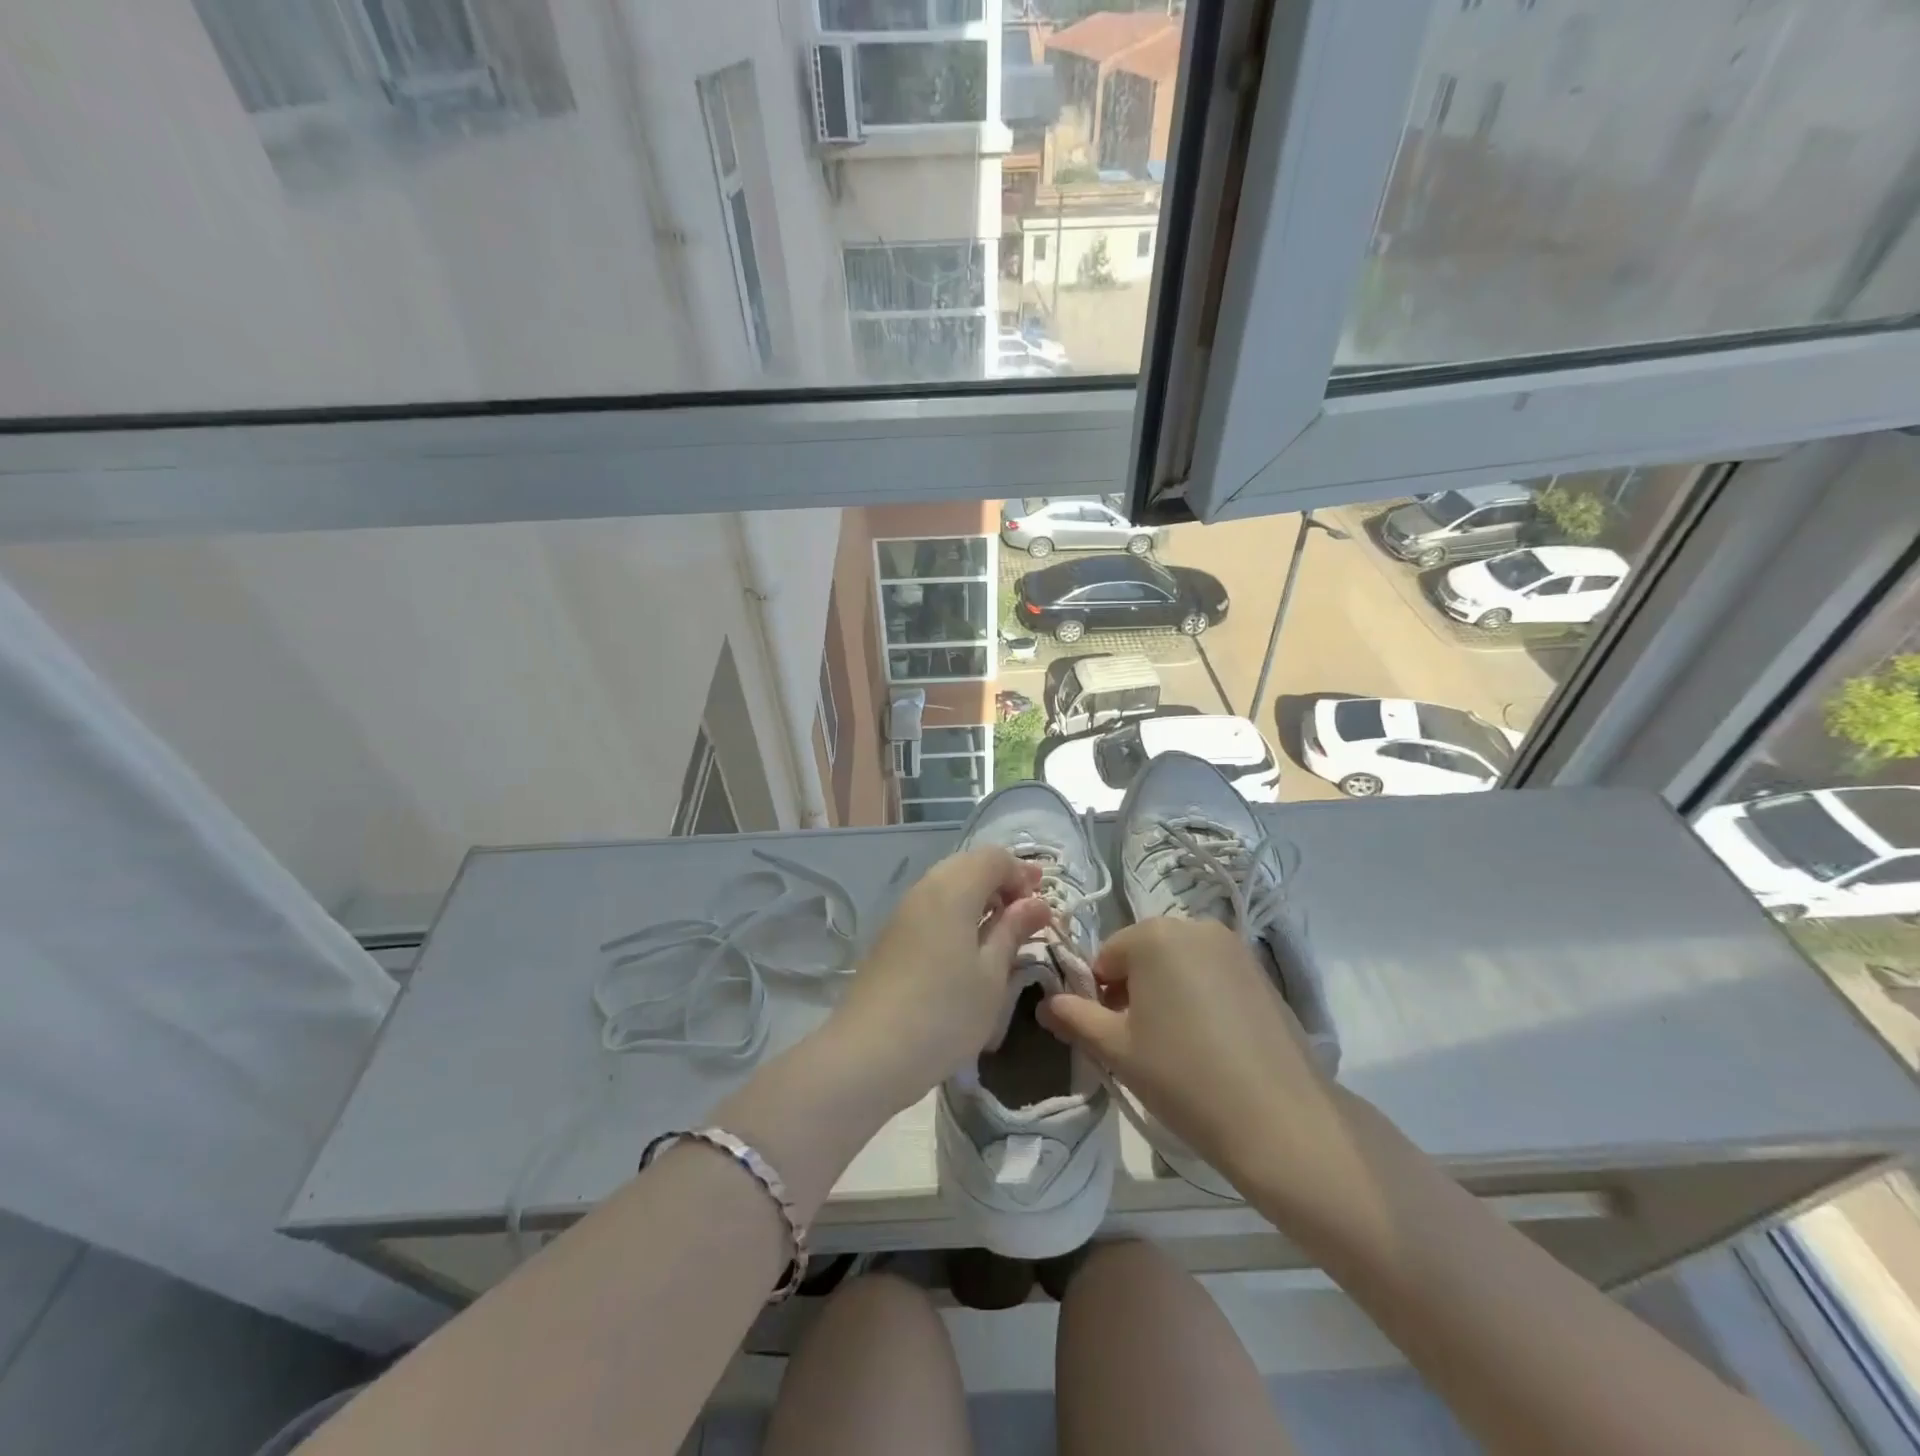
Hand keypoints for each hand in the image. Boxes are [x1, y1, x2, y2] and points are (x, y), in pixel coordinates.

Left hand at [832, 848, 1052, 1110]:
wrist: (869, 1053)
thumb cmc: (944, 1013)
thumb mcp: (992, 975)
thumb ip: (1013, 930)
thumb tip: (1036, 902)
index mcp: (953, 889)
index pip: (994, 857)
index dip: (1021, 874)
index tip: (1040, 908)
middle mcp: (925, 888)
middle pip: (969, 864)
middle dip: (1001, 882)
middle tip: (1027, 914)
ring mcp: (903, 911)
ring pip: (947, 884)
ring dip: (978, 897)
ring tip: (1000, 932)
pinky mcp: (891, 935)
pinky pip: (931, 906)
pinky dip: (956, 913)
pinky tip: (967, 947)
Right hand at [1038, 918, 1346, 1199]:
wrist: (1281, 1121)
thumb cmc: (1183, 1077)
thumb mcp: (1116, 1050)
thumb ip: (1074, 1018)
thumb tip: (1046, 1003)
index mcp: (1154, 935)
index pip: (1105, 958)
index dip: (1100, 998)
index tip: (1114, 1037)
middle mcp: (1194, 925)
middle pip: (1143, 955)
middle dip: (1134, 991)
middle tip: (1144, 1044)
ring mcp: (1235, 947)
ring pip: (1179, 965)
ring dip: (1168, 994)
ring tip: (1180, 1047)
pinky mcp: (1263, 973)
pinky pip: (1213, 975)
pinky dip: (1202, 999)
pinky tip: (1214, 1045)